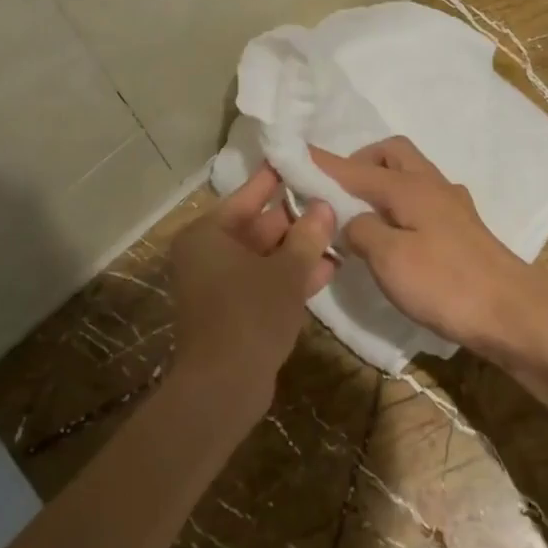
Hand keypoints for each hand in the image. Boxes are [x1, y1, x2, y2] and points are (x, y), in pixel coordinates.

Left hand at [167, 165, 335, 425]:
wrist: (223, 388)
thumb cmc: (250, 315)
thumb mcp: (286, 271)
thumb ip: (307, 236)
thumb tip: (324, 207)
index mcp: (209, 234)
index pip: (249, 194)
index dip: (278, 178)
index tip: (303, 159)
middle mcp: (208, 254)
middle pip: (258, 225)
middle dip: (297, 219)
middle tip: (333, 200)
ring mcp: (218, 284)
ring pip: (264, 256)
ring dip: (299, 250)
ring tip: (339, 234)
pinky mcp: (232, 311)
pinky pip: (263, 282)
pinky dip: (289, 277)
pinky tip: (327, 269)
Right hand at [312, 137, 547, 357]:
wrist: (512, 312)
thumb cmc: (446, 283)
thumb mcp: (390, 259)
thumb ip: (362, 231)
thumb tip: (352, 221)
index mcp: (408, 186)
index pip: (355, 168)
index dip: (323, 163)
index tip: (293, 155)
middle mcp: (431, 185)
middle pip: (392, 153)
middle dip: (360, 162)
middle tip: (338, 191)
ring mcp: (451, 205)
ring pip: (410, 175)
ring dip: (382, 182)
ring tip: (360, 214)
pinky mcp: (462, 229)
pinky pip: (422, 199)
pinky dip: (400, 205)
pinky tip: (395, 234)